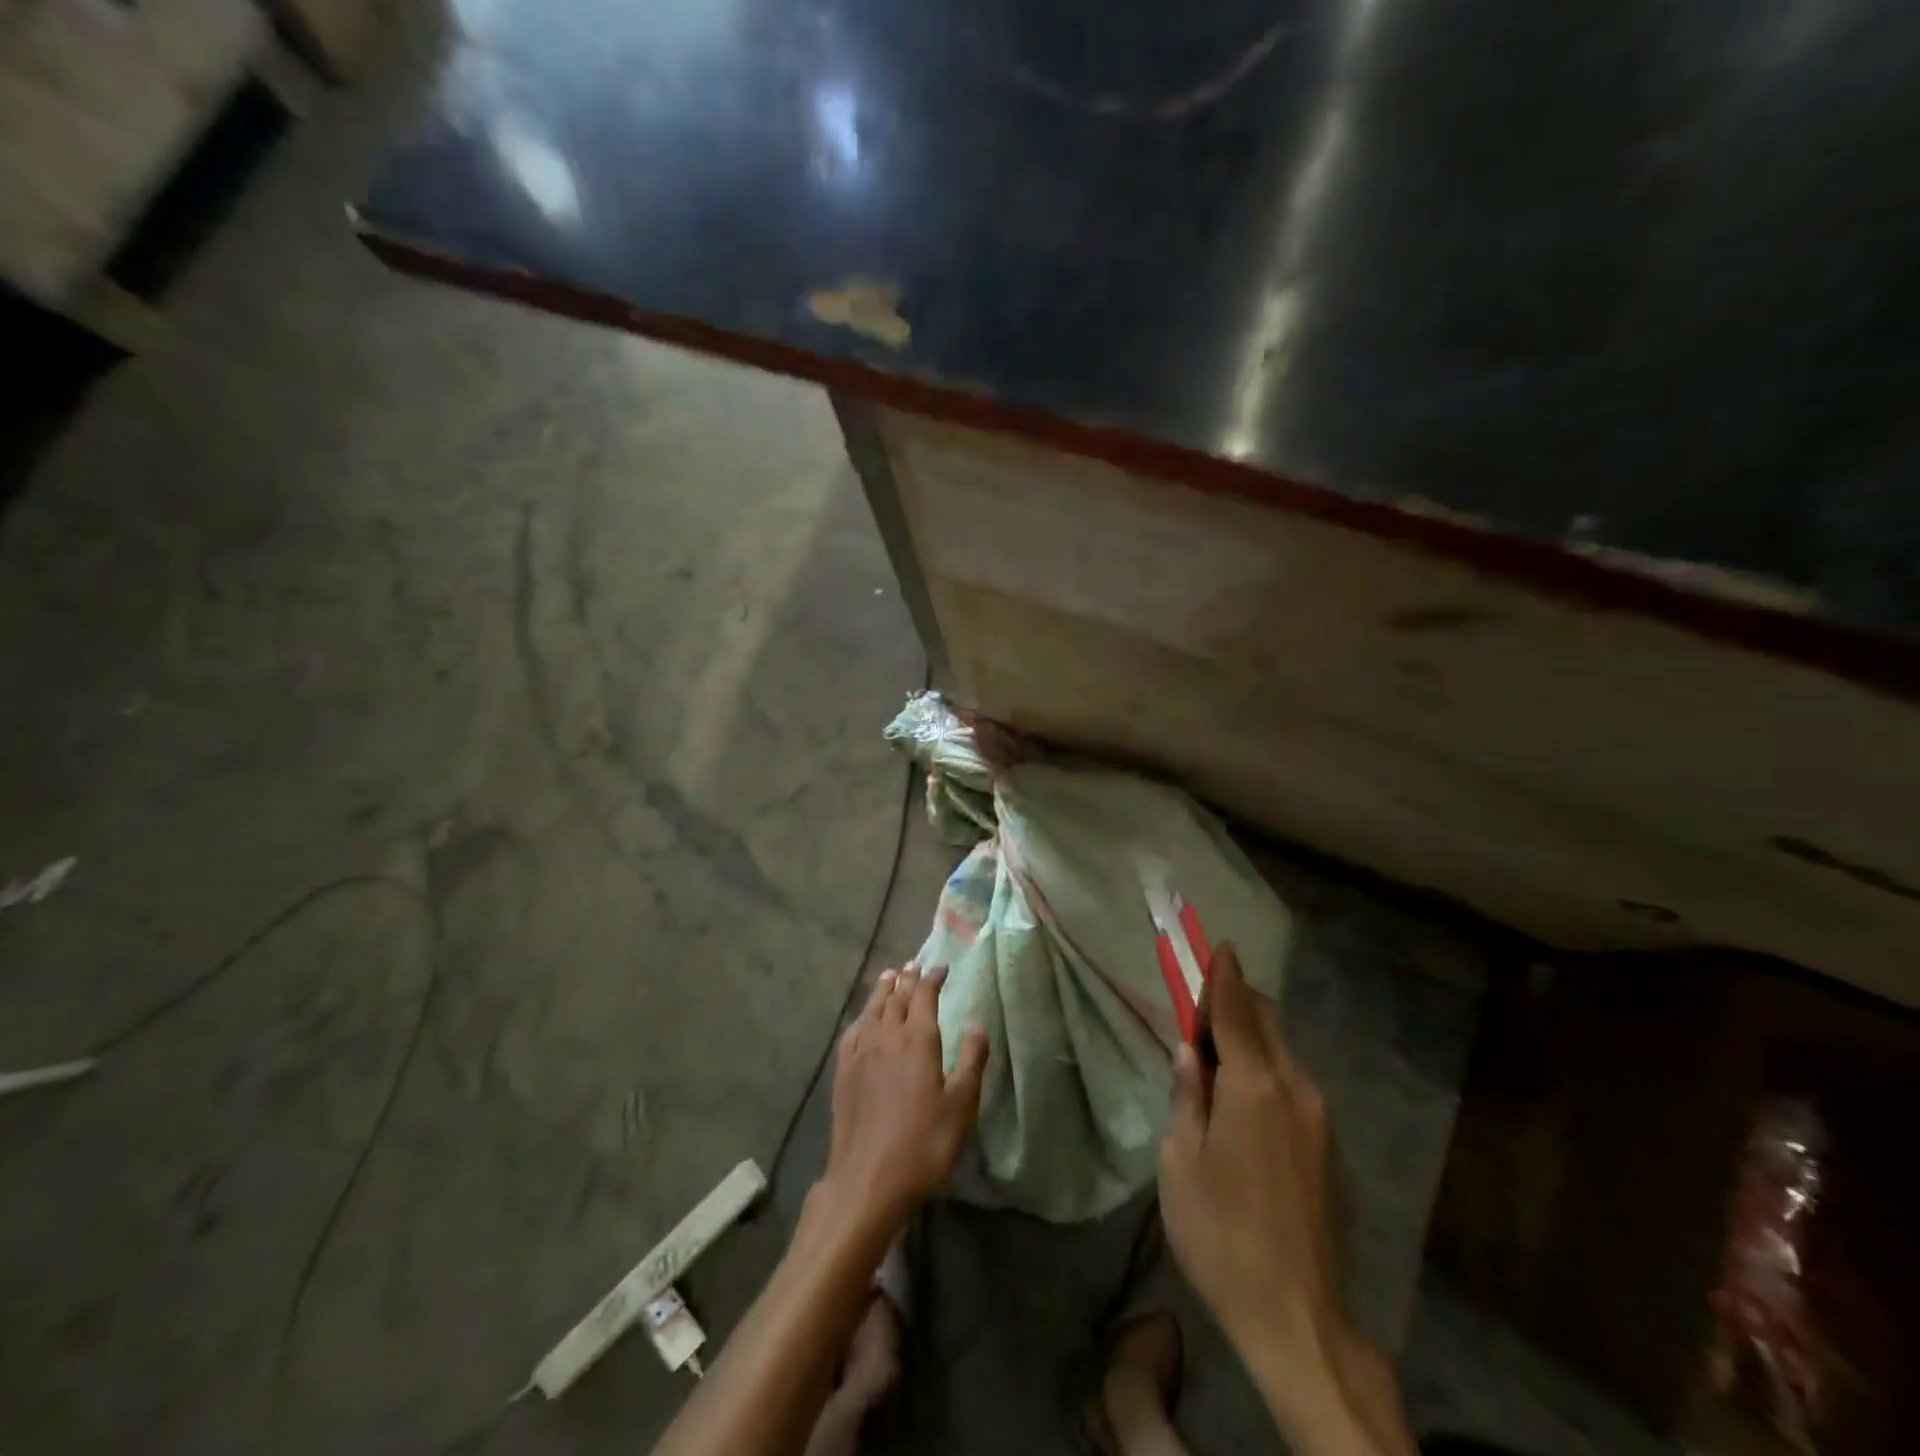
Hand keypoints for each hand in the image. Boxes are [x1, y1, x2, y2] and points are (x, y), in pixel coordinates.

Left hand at [822, 963, 988, 1232]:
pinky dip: (861, 1017)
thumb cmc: (923, 1144)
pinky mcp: (843, 1073)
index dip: (932, 979)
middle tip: (914, 965)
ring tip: (889, 976)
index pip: (925, 996)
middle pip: (897, 998)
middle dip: (908, 979)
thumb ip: (971, 1061)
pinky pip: (852, 1032)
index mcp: (918, 1041)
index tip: (941, 967)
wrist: (867, 1180)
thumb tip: (978, 1024)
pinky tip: (863, 1019)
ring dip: (883, 990)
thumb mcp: (961, 1106)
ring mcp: (861, 1054)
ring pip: (872, 1010)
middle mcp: (887, 1037)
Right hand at [1158, 944, 1344, 1414]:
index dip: (1224, 975)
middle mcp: (1295, 1088)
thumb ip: (1186, 1095)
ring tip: (1212, 1058)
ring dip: (1250, 1036)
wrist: (1300, 1318)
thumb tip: (1188, 1050)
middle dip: (1235, 1001)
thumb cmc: (1222, 1236)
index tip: (1218, 945)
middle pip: (1266, 1021)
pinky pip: (1292, 1081)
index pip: (1236, 1010)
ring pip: (1282, 1050)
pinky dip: (1264, 1066)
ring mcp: (1318, 1117)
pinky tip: (1241, 1098)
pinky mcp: (1328, 1144)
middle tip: (1198, 1008)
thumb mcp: (1180, 1162)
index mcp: (1254, 1086)